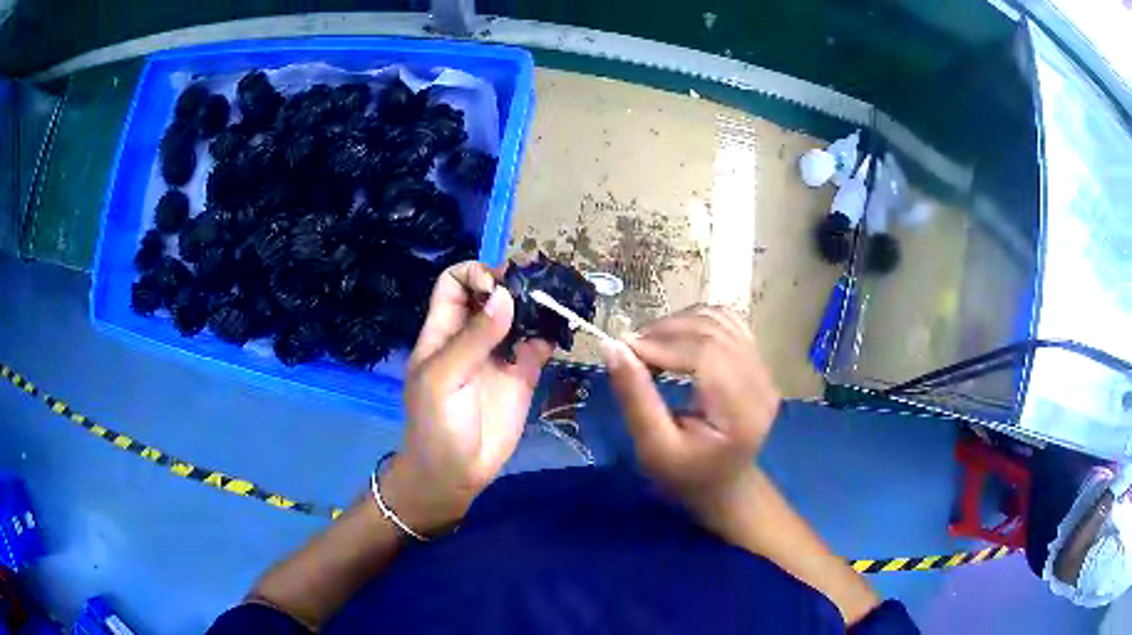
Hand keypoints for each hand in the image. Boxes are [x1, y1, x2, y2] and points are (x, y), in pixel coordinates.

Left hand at [383, 262, 551, 533]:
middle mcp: (473, 335)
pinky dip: (553, 332)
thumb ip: (474, 339)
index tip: (500, 288)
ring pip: (520, 315)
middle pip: (493, 293)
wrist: (454, 474)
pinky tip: (566, 326)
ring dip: (538, 303)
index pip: (455, 283)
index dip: (476, 275)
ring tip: (560, 297)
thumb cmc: (435, 425)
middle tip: (541, 284)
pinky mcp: (524, 375)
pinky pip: (540, 345)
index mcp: (444, 330)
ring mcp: (500, 354)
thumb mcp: (443, 379)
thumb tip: (506, 296)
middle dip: (514, 282)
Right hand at [601, 305, 779, 508]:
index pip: (707, 353)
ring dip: (679, 322)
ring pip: (720, 319)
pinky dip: (696, 322)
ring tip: (650, 345)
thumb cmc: (686, 475)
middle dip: (666, 330)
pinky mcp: (758, 361)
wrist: (724, 484)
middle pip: (714, 331)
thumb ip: (635, 398)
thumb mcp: (653, 448)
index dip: (664, 342)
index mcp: (742, 412)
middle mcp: (761, 383)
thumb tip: (613, 346)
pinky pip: (727, 322)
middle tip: (630, 348)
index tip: (625, 348)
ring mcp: (764, 369)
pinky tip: (675, 340)